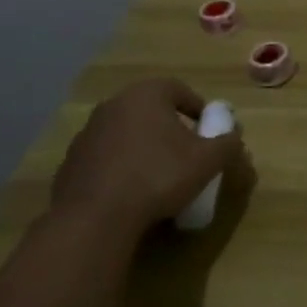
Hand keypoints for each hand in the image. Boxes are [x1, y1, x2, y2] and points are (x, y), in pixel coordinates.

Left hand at [48, 78, 245, 245]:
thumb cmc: (158, 176)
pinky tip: (131, 190)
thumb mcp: (207, 161)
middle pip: (150, 109)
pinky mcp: (71, 161)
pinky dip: (121, 166)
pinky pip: (106, 156)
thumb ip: (227, 143)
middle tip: (186, 150)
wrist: (96, 217)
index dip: (197, 108)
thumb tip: (235, 136)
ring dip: (144, 146)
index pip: (178, 89)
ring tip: (159, 173)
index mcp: (146, 95)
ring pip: (126, 132)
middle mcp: (113, 104)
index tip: (207, 130)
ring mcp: (88, 132)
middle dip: (170, 127)